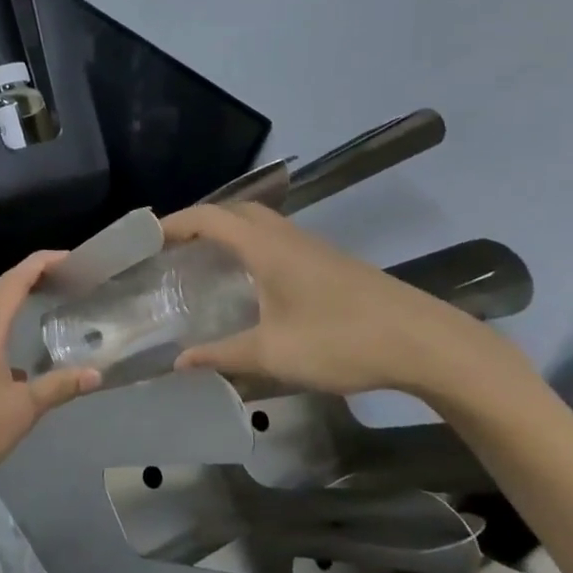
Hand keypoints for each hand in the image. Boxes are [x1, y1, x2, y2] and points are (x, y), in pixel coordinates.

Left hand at [0, 251, 98, 488]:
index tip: (72, 258)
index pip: (15, 281)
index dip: (41, 263)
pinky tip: (24, 339)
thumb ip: (60, 386)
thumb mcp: (25, 407)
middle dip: (32, 273)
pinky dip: (9, 317)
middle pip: (1, 287)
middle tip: (67, 272)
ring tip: (48, 292)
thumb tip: (97, 372)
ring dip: (17, 292)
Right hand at [161, 204, 512, 398]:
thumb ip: (223, 355)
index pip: (210, 218)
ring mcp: (315, 248)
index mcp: (267, 248)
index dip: (174, 223)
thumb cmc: (342, 341)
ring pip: (262, 223)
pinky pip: (279, 239)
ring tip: (204, 260)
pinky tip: (251, 281)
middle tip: (172, 246)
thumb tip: (180, 362)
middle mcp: (288, 238)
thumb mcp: (274, 354)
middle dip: (200, 220)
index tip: (145, 237)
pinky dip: (252, 246)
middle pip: (236, 210)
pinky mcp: (332, 263)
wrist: (426, 343)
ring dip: (229, 230)